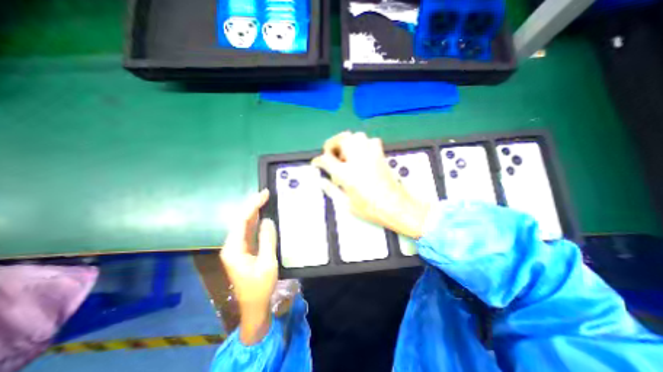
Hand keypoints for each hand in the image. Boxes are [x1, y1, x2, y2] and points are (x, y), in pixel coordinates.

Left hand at [219, 188, 277, 345]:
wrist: (254, 306)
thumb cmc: (261, 286)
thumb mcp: (267, 263)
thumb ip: (267, 240)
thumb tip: (268, 220)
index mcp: (234, 249)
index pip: (241, 221)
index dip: (252, 206)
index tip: (264, 194)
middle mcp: (232, 246)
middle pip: (240, 220)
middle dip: (252, 206)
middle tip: (266, 194)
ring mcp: (236, 248)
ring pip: (244, 225)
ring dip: (254, 211)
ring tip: (264, 200)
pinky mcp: (243, 250)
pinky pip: (248, 231)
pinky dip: (255, 221)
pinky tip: (262, 214)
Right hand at [311, 133, 429, 238]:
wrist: (394, 205)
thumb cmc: (369, 208)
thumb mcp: (345, 203)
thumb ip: (331, 189)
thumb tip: (321, 181)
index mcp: (346, 173)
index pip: (326, 159)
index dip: (318, 160)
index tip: (317, 163)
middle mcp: (357, 159)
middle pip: (341, 139)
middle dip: (332, 145)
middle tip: (332, 156)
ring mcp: (370, 154)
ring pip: (355, 136)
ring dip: (347, 143)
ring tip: (345, 155)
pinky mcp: (380, 154)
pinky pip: (369, 140)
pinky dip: (362, 144)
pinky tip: (361, 155)